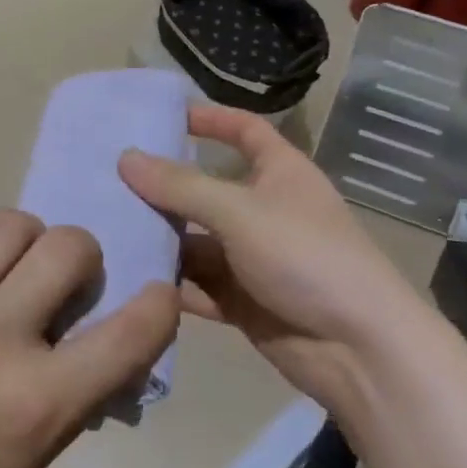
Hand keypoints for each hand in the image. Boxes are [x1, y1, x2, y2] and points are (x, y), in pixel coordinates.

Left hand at [0, 210, 178, 467]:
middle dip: (82, 257)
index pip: (128, 332)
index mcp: (36, 401)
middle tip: (67, 283)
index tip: (155, 295)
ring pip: (10, 222)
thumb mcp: (36, 456)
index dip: (156, 306)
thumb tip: (109, 327)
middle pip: (67, 244)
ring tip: (13, 275)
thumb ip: (78, 385)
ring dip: (28, 244)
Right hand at [118, 103, 419, 403]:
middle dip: (164, 187)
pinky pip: (198, 283)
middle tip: (107, 179)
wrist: (360, 351)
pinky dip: (170, 282)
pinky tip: (127, 277)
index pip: (244, 130)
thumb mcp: (239, 211)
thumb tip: (126, 157)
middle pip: (207, 188)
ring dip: (160, 238)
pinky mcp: (243, 300)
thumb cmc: (306, 257)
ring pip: (196, 240)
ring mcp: (253, 257)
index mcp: (280, 173)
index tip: (162, 116)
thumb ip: (180, 186)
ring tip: (105, 230)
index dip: (210, 118)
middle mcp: (265, 209)